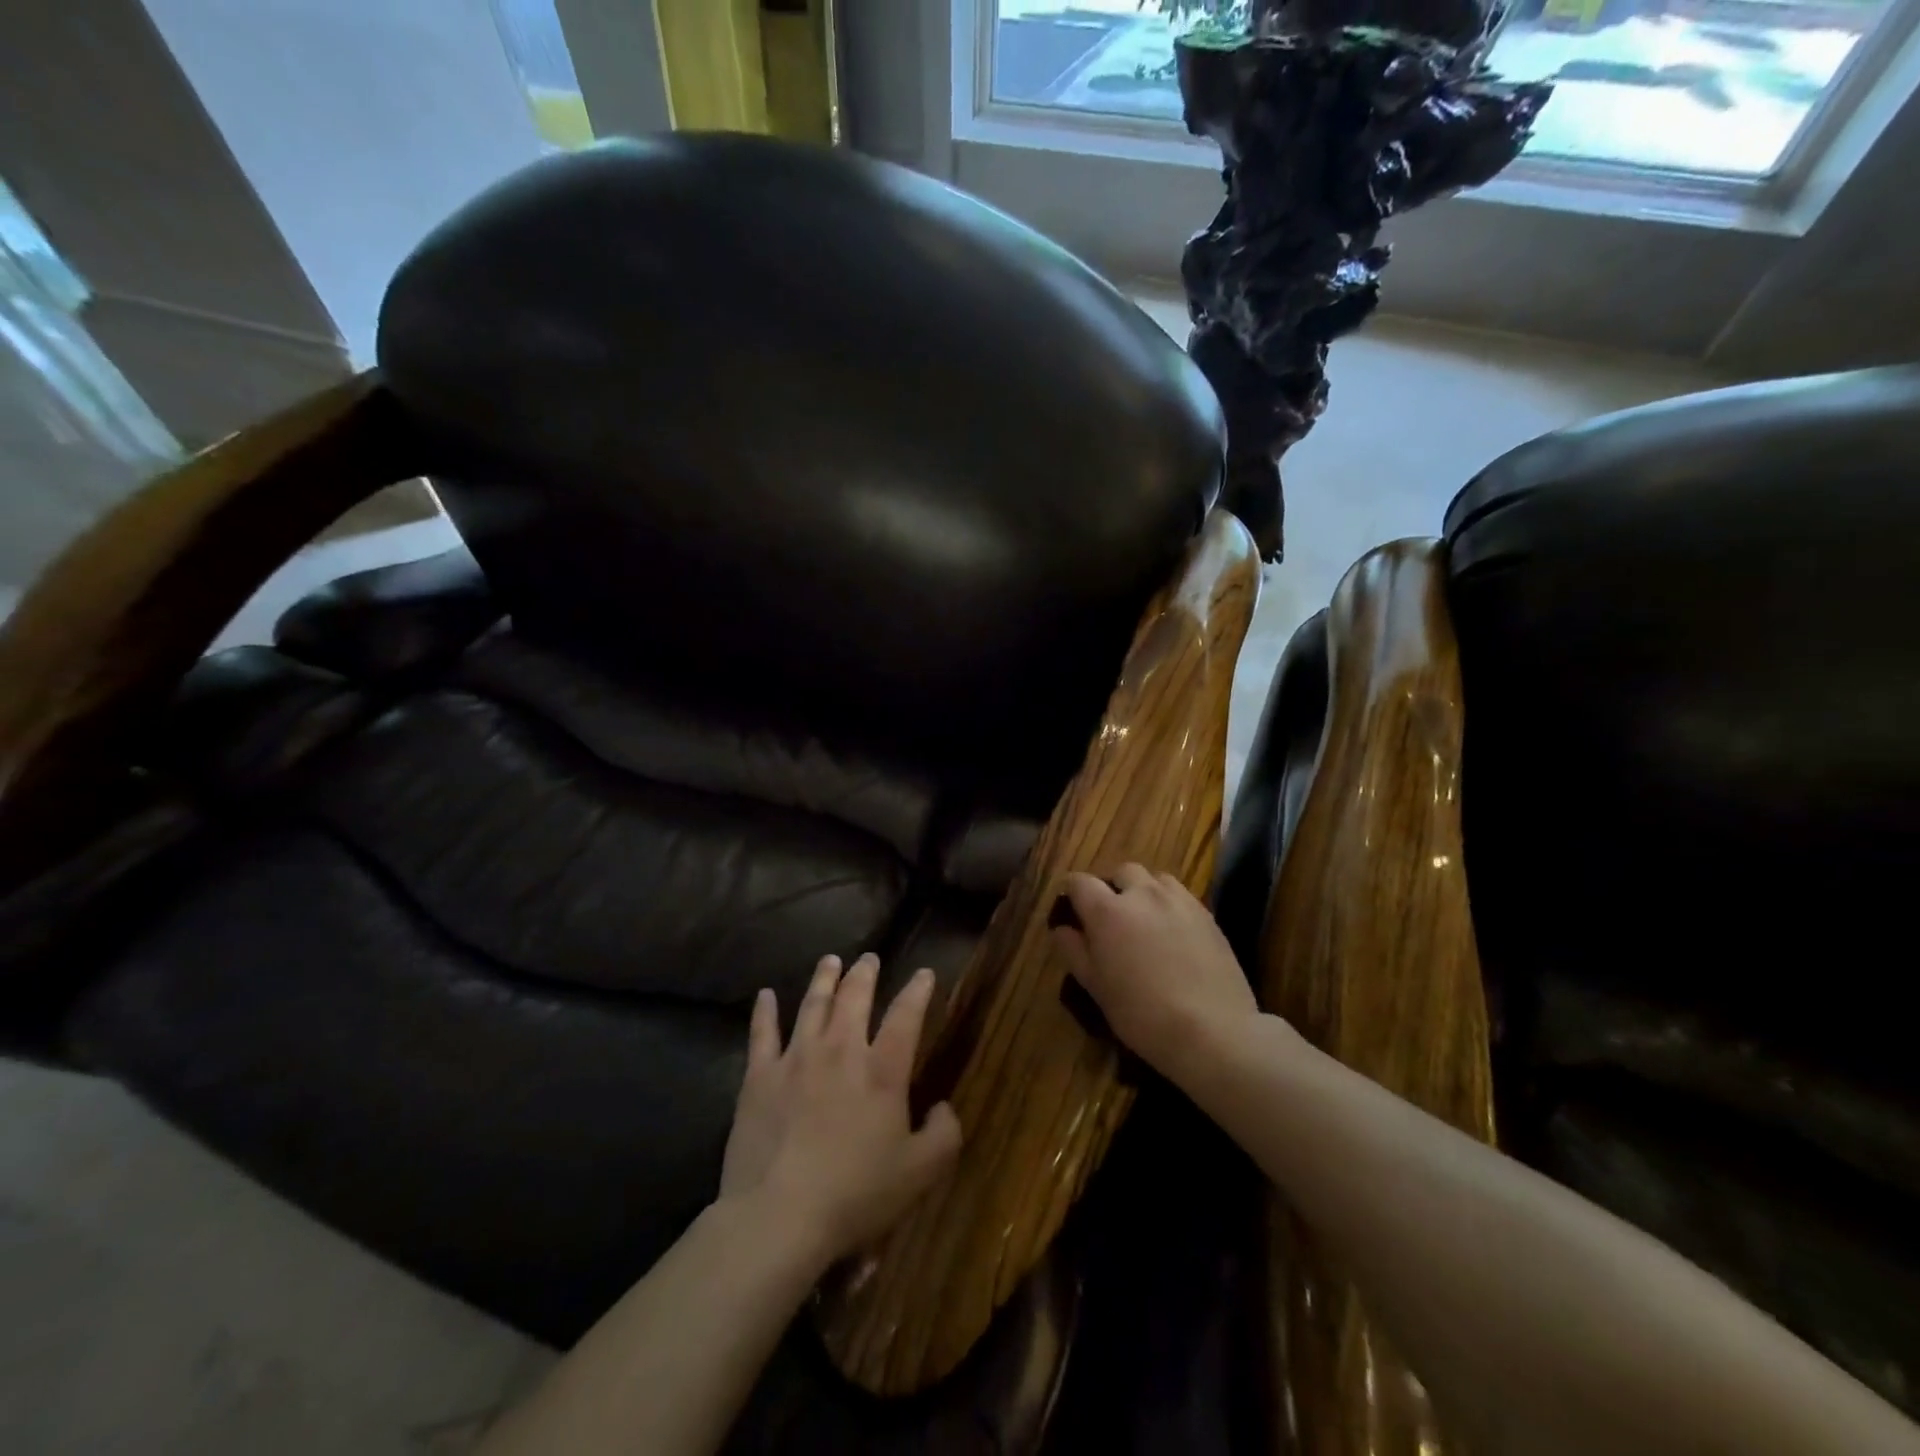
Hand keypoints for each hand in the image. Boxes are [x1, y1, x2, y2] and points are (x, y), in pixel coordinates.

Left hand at [719, 953, 961, 1266]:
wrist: (779, 1216)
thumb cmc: (855, 1194)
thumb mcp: (920, 1174)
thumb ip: (944, 1135)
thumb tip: (945, 1107)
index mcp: (882, 1070)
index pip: (906, 1016)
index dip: (917, 991)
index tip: (924, 973)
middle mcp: (840, 1050)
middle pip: (854, 997)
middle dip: (864, 973)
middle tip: (869, 958)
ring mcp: (796, 1058)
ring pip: (812, 1004)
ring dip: (824, 978)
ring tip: (830, 960)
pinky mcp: (760, 1076)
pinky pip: (762, 1033)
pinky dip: (765, 1010)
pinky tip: (765, 994)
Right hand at [1050, 864, 1259, 1083]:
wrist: (1212, 1030)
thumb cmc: (1142, 1014)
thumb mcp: (1096, 988)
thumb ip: (1075, 952)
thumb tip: (1061, 929)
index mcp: (1107, 911)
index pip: (1080, 882)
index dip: (1072, 891)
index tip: (1071, 908)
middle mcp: (1142, 894)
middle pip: (1122, 872)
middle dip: (1112, 886)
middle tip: (1111, 916)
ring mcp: (1179, 901)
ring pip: (1156, 879)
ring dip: (1144, 891)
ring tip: (1145, 919)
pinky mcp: (1207, 915)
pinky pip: (1181, 896)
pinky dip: (1170, 904)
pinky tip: (1173, 933)